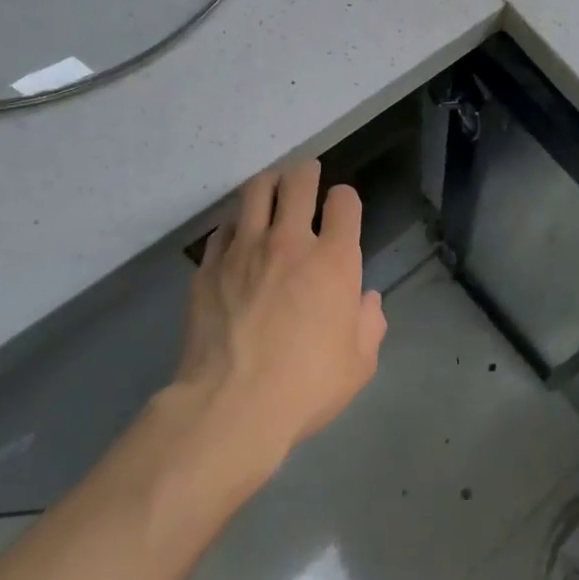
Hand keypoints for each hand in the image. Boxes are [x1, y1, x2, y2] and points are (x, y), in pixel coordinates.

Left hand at [171, 162, 386, 479]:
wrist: (229, 408)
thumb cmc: (305, 386)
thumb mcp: (359, 364)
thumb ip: (370, 323)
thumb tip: (365, 300)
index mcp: (334, 260)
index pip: (344, 202)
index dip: (345, 199)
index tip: (342, 206)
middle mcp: (290, 243)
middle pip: (298, 182)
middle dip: (307, 172)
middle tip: (307, 173)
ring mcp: (244, 251)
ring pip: (255, 192)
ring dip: (269, 184)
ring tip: (271, 187)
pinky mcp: (208, 268)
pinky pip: (223, 229)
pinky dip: (236, 224)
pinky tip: (237, 234)